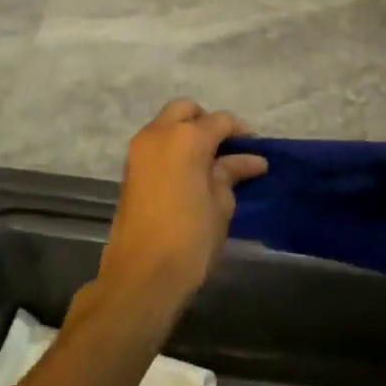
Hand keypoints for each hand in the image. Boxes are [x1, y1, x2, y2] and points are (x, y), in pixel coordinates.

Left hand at [92, 99, 267, 324]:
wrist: (141, 275)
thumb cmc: (190, 238)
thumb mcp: (221, 204)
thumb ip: (231, 173)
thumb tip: (249, 160)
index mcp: (186, 137)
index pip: (220, 121)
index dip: (241, 132)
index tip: (256, 148)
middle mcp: (158, 134)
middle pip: (186, 111)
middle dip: (207, 122)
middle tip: (227, 148)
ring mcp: (139, 150)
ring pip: (167, 124)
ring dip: (187, 134)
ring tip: (211, 162)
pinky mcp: (130, 169)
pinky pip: (156, 144)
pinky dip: (173, 148)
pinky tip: (192, 172)